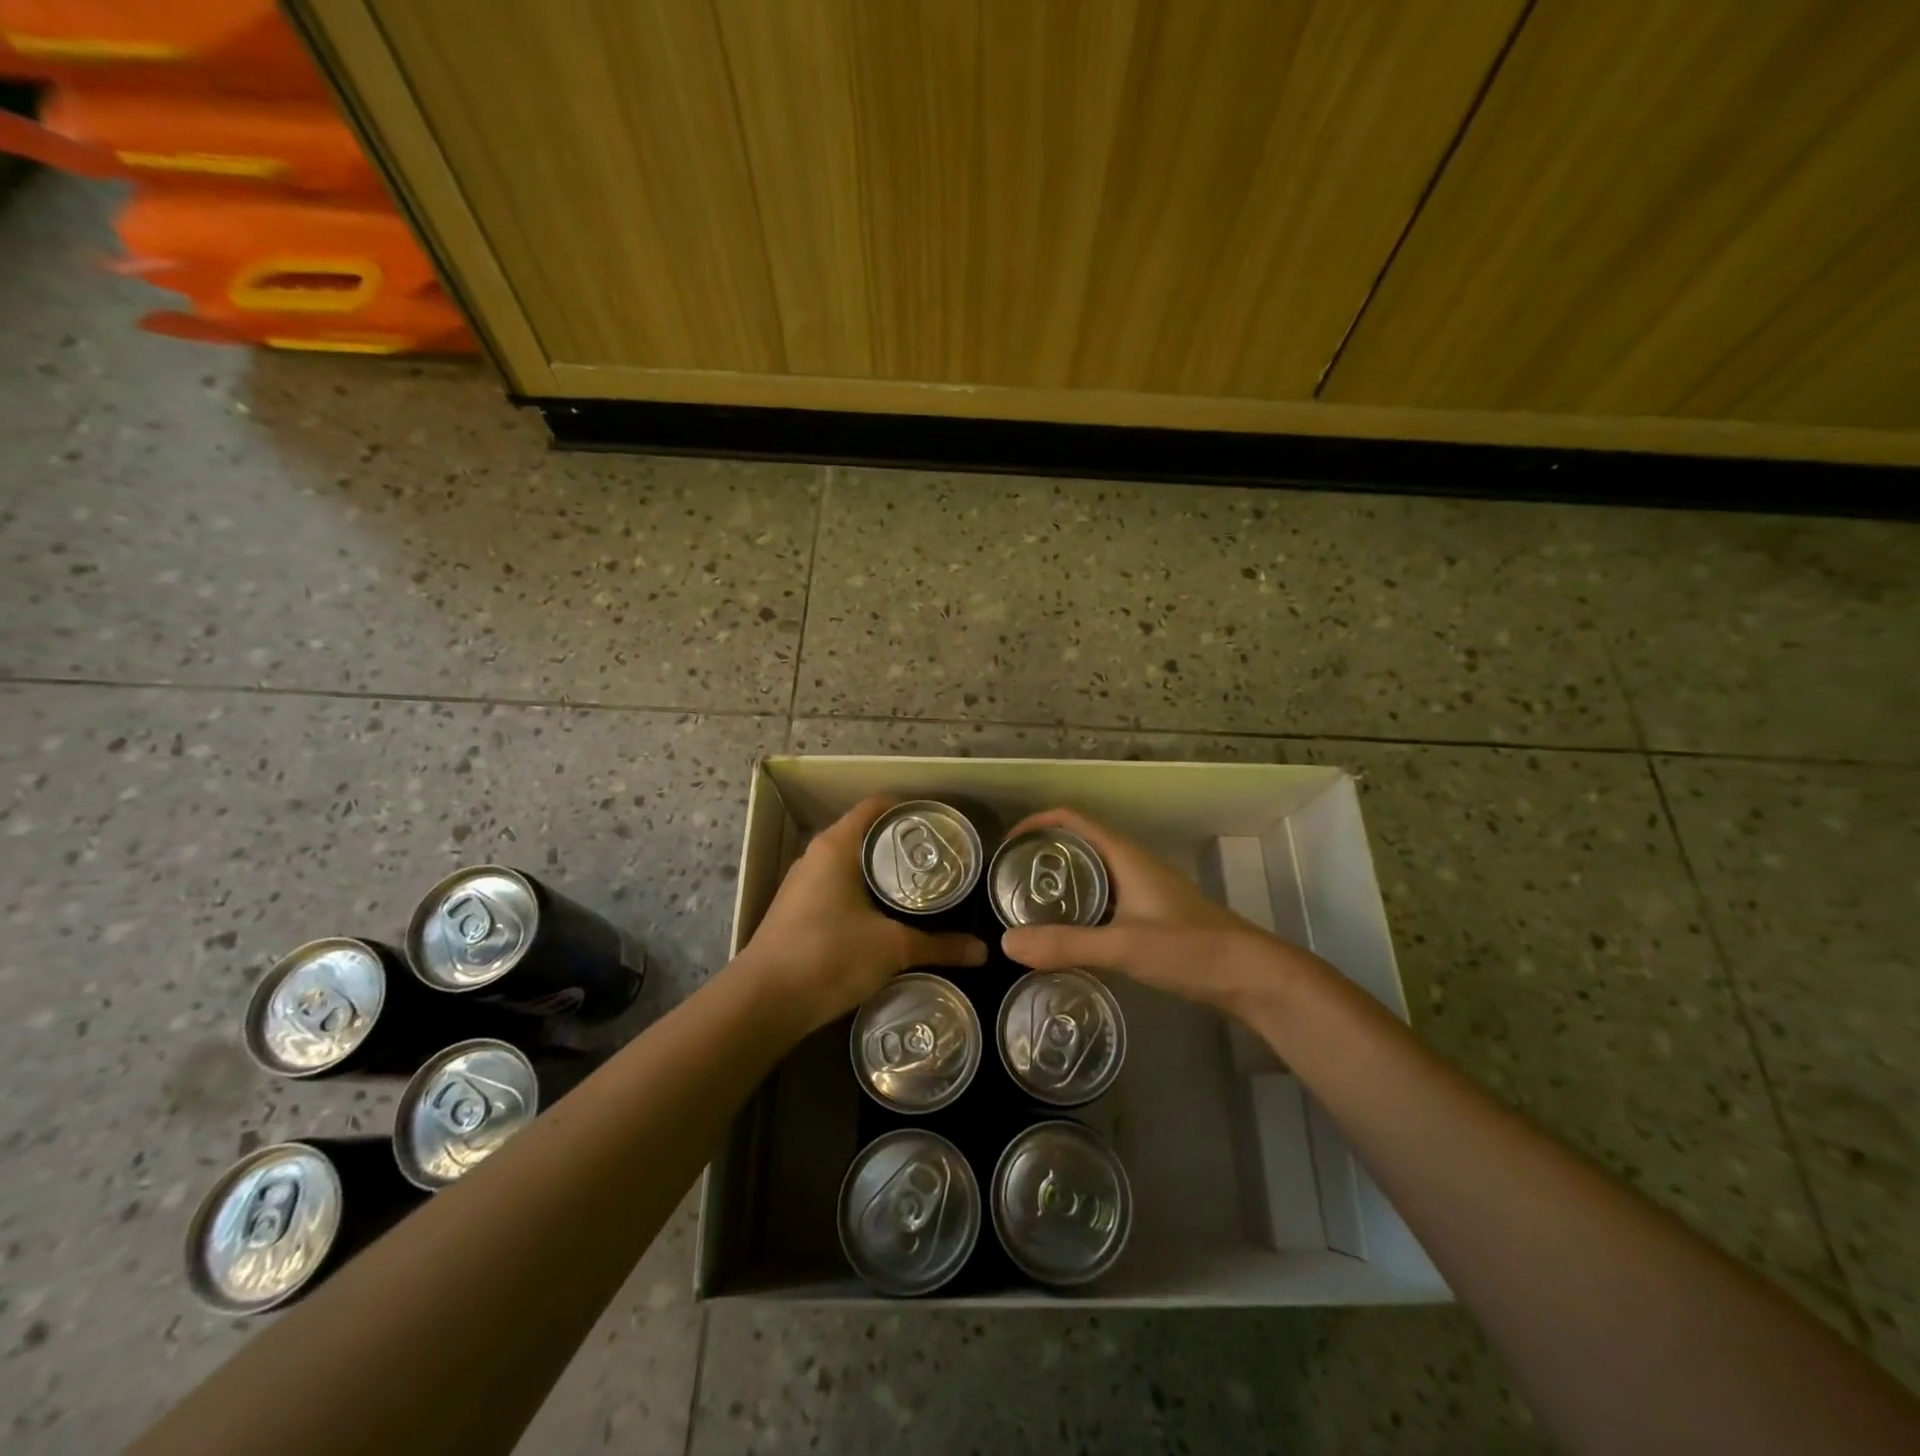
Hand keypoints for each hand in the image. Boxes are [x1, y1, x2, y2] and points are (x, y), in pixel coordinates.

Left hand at [740, 797, 986, 1033]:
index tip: (941, 826)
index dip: (910, 810)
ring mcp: (802, 883)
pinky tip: (887, 916)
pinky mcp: (797, 910)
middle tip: (941, 860)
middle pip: (866, 834)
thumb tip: (982, 952)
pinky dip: (864, 892)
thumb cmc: (829, 956)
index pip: (877, 807)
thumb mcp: (892, 948)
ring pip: (851, 863)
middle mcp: (816, 855)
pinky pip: (838, 887)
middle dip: (902, 845)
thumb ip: (939, 946)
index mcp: (837, 845)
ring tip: (922, 888)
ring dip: (882, 872)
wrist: (763, 1002)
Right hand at [999, 808, 1319, 1012]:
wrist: (1251, 975)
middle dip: (1041, 856)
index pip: (1072, 820)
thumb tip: (1005, 944)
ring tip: (1026, 907)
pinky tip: (1065, 934)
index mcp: (1124, 856)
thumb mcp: (1123, 946)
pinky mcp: (1150, 915)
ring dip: (1059, 882)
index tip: (1005, 847)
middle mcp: (1131, 864)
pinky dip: (1077, 906)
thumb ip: (1066, 944)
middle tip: (1007, 883)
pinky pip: (1103, 898)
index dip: (1036, 823)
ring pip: (1091, 873)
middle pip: (1077, 844)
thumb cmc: (1190, 949)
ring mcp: (1142, 890)